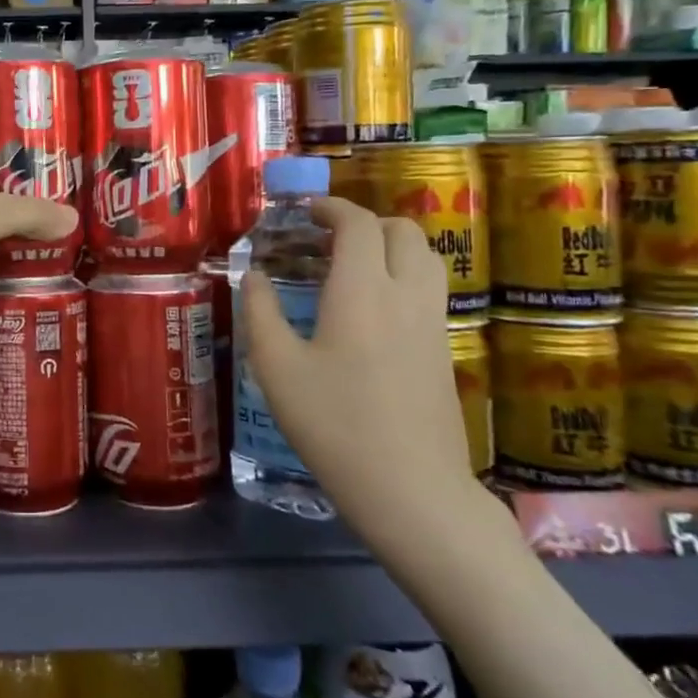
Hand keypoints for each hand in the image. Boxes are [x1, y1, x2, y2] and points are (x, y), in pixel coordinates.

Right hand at [240, 197, 487, 554]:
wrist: (411, 489)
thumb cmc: (333, 423)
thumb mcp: (276, 367)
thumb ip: (260, 311)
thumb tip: (254, 275)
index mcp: (362, 290)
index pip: (358, 224)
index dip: (331, 207)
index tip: (305, 211)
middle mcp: (405, 295)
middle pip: (403, 231)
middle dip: (365, 222)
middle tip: (326, 238)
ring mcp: (432, 323)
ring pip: (426, 257)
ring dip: (391, 245)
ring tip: (352, 265)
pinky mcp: (444, 350)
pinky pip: (429, 288)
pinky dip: (403, 274)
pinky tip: (371, 307)